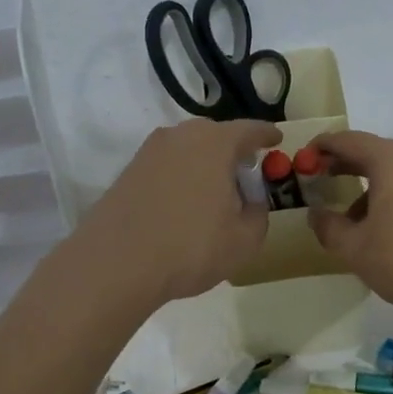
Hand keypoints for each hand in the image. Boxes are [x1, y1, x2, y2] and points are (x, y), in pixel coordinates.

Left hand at [78, 117, 280, 305]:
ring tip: (213, 193)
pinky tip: (183, 205)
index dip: (266, 136)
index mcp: (216, 143)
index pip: (250, 130)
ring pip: (187, 150)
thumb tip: (252, 201)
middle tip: (244, 174)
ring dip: (204, 165)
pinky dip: (180, 178)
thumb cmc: (191, 247)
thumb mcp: (244, 240)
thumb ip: (259, 214)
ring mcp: (149, 152)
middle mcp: (181, 136)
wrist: (117, 263)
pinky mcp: (128, 172)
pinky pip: (166, 166)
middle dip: (233, 150)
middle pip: (215, 135)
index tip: (276, 140)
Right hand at [306, 130, 392, 320]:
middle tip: (319, 178)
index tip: (304, 157)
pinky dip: (389, 196)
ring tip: (348, 215)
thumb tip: (315, 214)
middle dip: (345, 164)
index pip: (349, 140)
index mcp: (391, 161)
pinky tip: (379, 227)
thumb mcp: (355, 248)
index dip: (323, 146)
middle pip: (373, 152)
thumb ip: (329, 226)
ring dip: (368, 186)